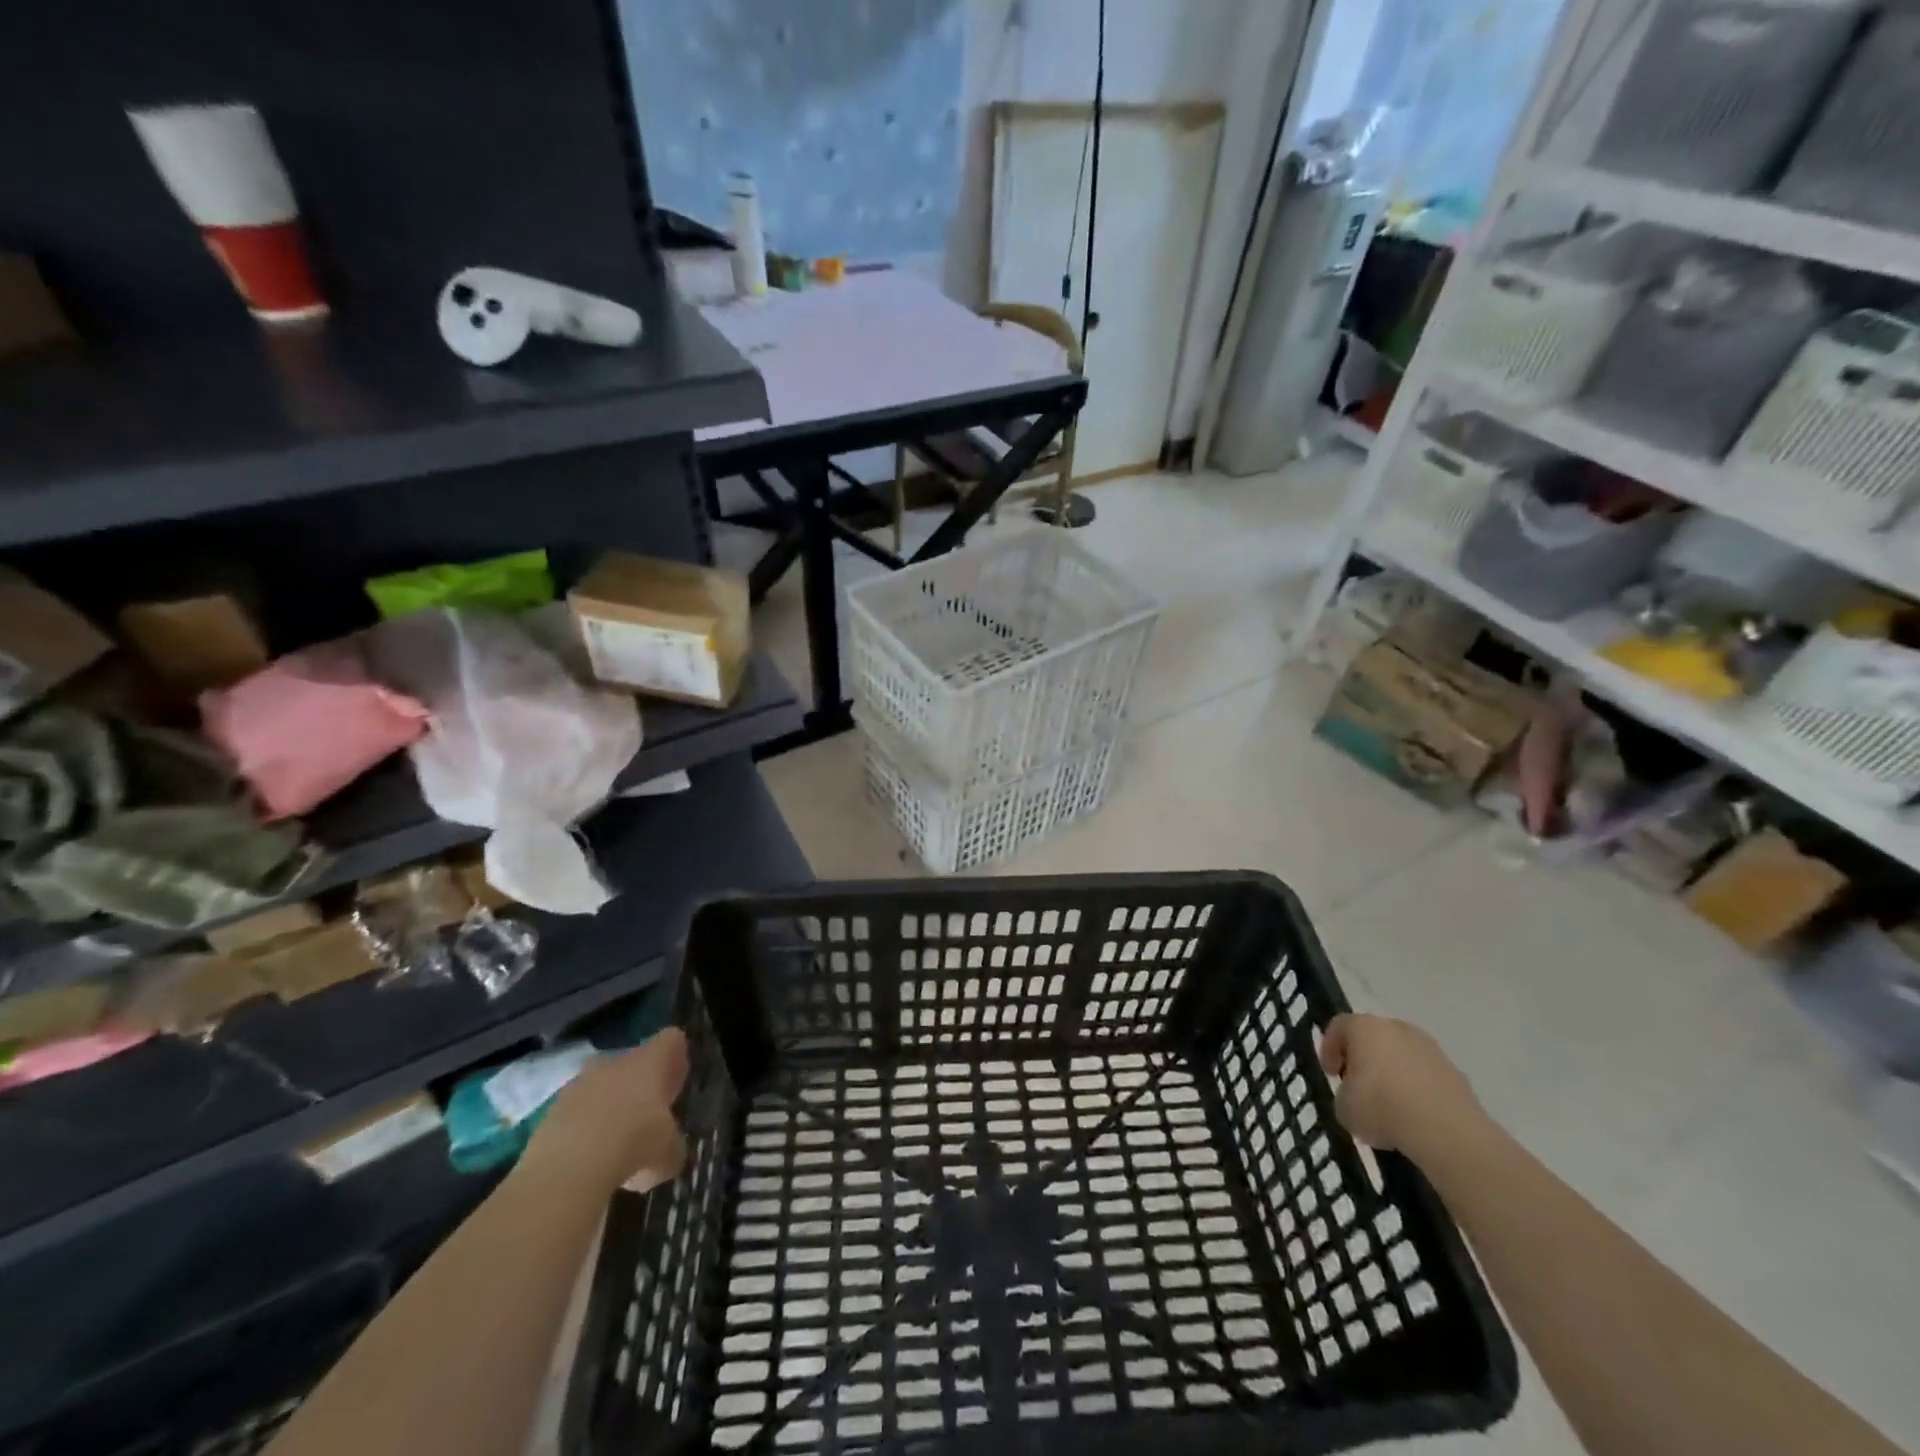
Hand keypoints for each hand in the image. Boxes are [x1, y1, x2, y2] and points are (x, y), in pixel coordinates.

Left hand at [522, 1028, 689, 1196]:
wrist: (566, 1170)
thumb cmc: (634, 1145)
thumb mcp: (670, 1153)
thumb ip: (673, 1146)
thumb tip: (669, 1151)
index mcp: (650, 1060)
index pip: (671, 1039)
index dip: (675, 1059)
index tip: (675, 1087)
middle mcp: (615, 1061)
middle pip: (633, 1062)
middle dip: (639, 1086)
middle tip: (647, 1119)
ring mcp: (579, 1083)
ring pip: (601, 1087)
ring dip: (609, 1108)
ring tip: (615, 1147)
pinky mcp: (550, 1111)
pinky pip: (576, 1112)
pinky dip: (583, 1130)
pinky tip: (588, 1161)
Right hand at [1318, 1013, 1485, 1162]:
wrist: (1447, 1131)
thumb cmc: (1382, 1107)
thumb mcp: (1344, 1107)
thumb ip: (1344, 1093)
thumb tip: (1355, 1096)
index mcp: (1363, 1027)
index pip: (1338, 1027)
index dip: (1329, 1049)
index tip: (1330, 1074)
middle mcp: (1396, 1028)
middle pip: (1372, 1037)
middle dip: (1363, 1059)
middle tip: (1357, 1086)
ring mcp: (1430, 1048)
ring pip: (1402, 1055)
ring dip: (1392, 1074)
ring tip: (1389, 1106)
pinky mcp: (1455, 1072)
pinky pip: (1425, 1076)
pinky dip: (1417, 1089)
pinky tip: (1414, 1116)